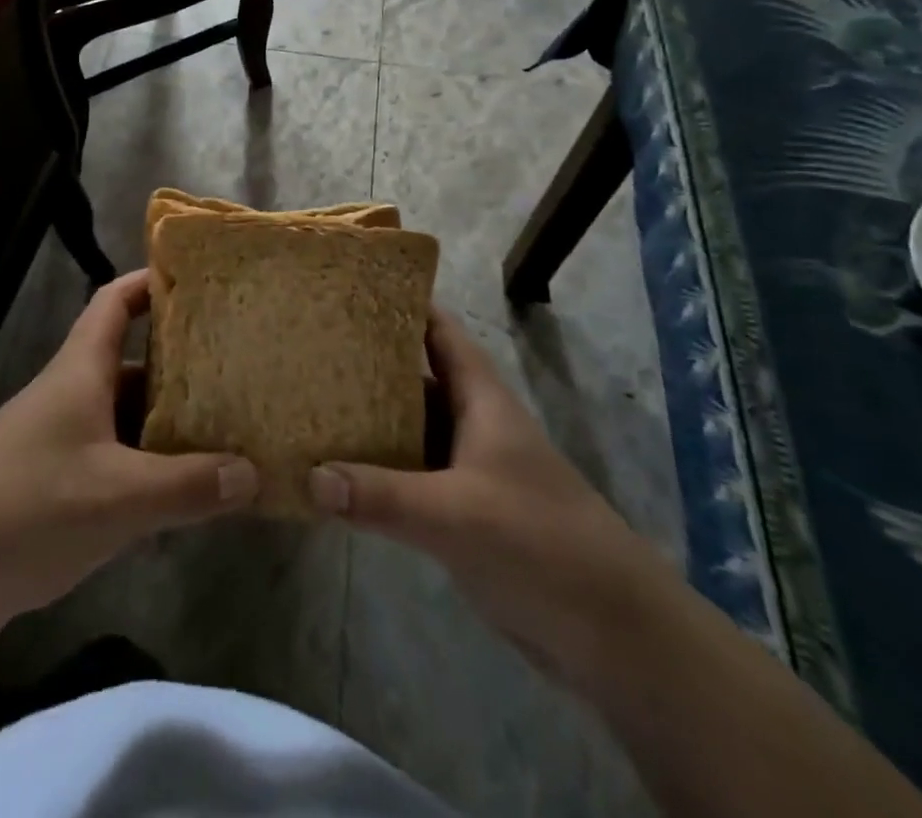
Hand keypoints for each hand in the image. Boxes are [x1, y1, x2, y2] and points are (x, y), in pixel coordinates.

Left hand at [0, 270, 258, 652]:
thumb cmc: (29, 507)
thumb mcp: (119, 497)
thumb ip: (188, 485)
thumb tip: (253, 472)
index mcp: (80, 371)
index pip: (114, 302)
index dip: (150, 281)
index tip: (196, 279)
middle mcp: (70, 395)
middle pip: (129, 361)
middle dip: (177, 360)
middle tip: (233, 364)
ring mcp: (60, 441)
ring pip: (124, 415)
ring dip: (165, 419)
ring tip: (223, 425)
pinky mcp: (54, 484)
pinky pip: (113, 459)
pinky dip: (148, 465)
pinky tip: (182, 488)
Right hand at [308, 308, 675, 684]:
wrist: (614, 634)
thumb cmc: (541, 543)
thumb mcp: (457, 514)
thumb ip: (382, 496)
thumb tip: (309, 476)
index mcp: (480, 398)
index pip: (437, 330)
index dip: (399, 304)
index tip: (347, 288)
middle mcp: (471, 423)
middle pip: (413, 377)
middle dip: (367, 362)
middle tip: (308, 347)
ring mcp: (467, 469)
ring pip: (409, 429)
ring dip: (368, 419)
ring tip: (309, 403)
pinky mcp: (462, 512)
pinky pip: (410, 476)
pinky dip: (377, 471)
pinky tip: (337, 475)